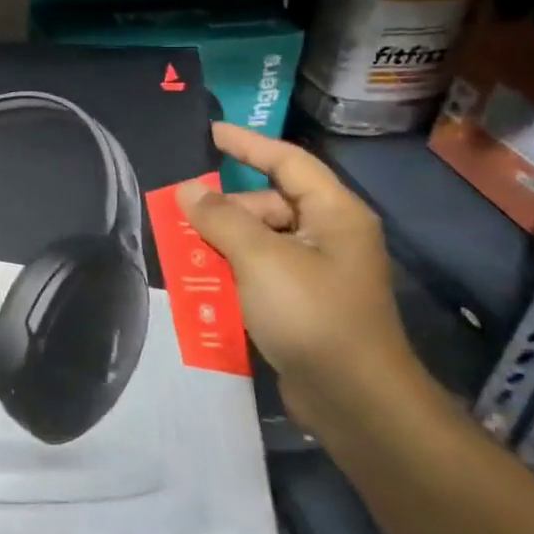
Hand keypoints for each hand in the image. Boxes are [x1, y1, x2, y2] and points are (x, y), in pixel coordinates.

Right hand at [176, 123, 423, 431]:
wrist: (355, 401)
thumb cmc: (313, 316)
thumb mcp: (260, 259)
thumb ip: (221, 219)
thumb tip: (188, 190)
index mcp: (333, 214)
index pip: (287, 161)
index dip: (247, 144)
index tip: (208, 132)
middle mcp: (329, 236)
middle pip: (268, 203)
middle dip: (223, 206)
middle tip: (178, 211)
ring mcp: (317, 272)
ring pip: (260, 240)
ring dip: (221, 242)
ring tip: (180, 247)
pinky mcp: (303, 304)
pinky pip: (260, 271)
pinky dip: (231, 270)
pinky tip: (200, 281)